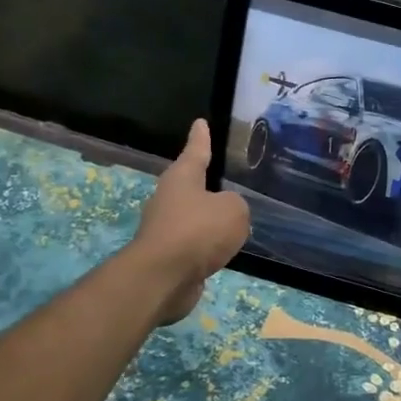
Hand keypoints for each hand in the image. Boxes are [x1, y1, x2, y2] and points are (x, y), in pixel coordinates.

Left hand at [130, 120, 251, 325]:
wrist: (163, 278)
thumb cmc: (198, 232)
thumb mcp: (233, 211)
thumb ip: (236, 206)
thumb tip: (227, 213)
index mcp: (182, 178)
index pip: (196, 151)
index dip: (200, 138)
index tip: (200, 123)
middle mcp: (169, 199)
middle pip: (191, 186)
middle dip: (206, 183)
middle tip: (225, 180)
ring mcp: (165, 229)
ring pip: (193, 218)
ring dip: (209, 219)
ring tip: (232, 220)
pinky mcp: (168, 257)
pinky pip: (195, 245)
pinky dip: (207, 246)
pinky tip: (223, 251)